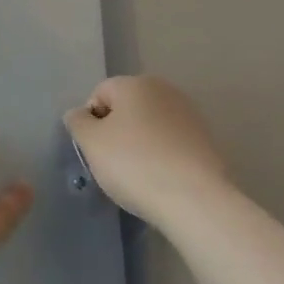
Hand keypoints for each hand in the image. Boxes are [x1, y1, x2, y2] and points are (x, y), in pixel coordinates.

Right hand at [64, 75, 232, 227]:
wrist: (195, 200)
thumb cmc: (135, 164)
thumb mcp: (91, 143)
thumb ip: (78, 122)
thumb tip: (80, 114)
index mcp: (136, 83)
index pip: (99, 94)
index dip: (91, 122)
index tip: (94, 150)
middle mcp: (165, 90)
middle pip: (127, 108)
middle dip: (116, 132)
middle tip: (112, 164)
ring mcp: (189, 114)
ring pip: (149, 126)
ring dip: (139, 144)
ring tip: (138, 175)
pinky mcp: (206, 140)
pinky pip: (170, 143)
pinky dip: (161, 156)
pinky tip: (160, 180)